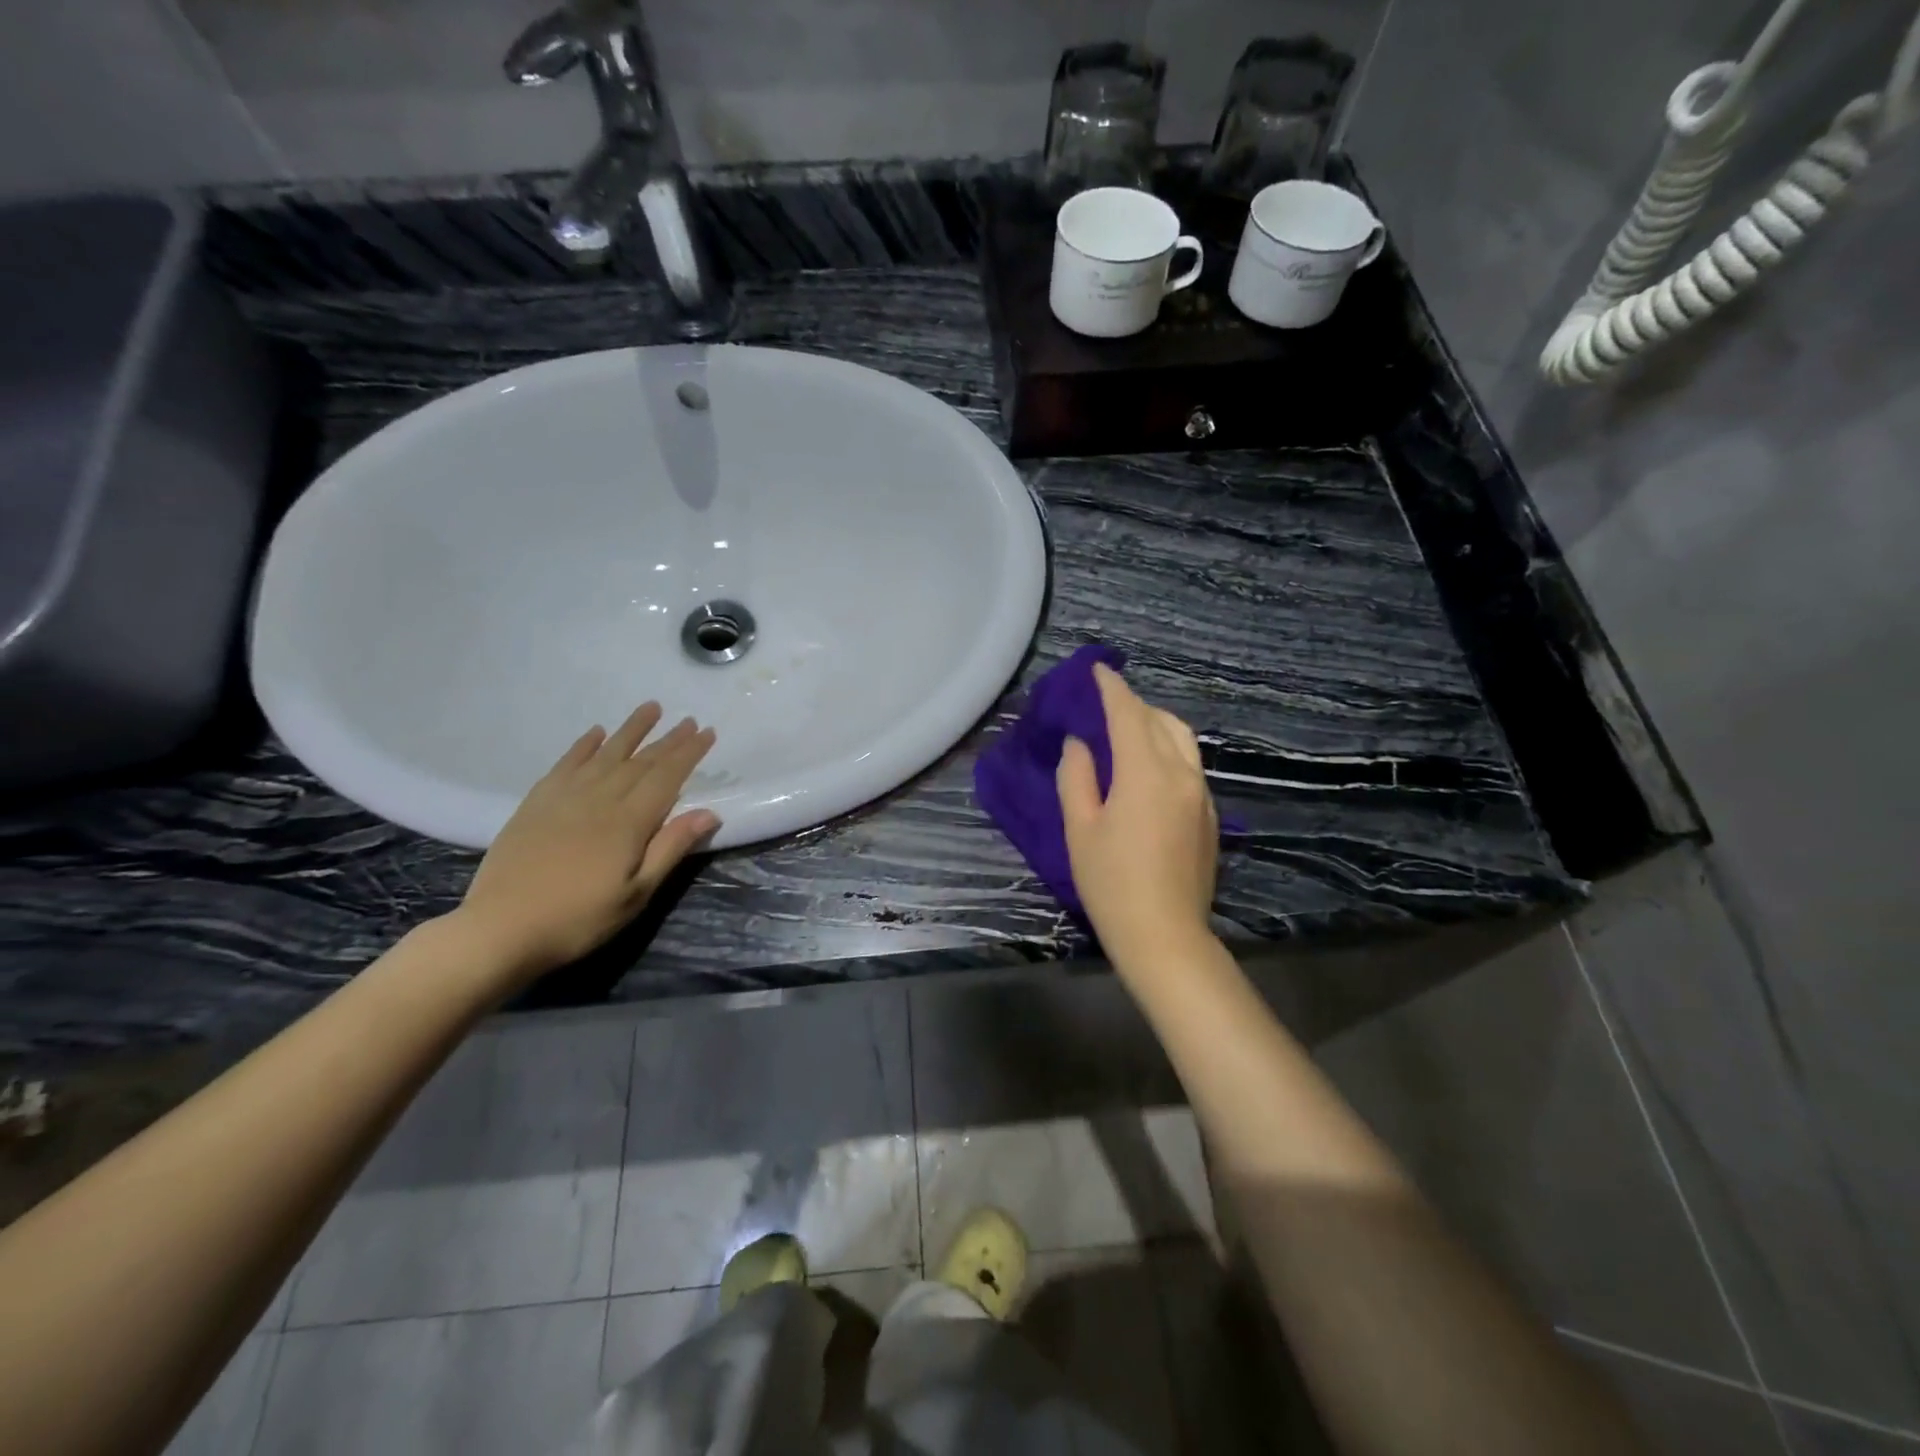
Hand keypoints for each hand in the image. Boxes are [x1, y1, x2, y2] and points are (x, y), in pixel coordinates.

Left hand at [455, 703, 718, 984]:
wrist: (500, 930)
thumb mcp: (636, 893)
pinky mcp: (536, 804)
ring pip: (605, 754)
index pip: (667, 777)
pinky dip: (583, 746)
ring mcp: (564, 798)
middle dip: (668, 739)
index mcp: (629, 822)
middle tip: (688, 719)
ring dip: (630, 730)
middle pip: (640, 761)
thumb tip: (709, 812)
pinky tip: (596, 733)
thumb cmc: (579, 919)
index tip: (707, 732)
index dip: (689, 753)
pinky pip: (565, 764)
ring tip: (651, 708)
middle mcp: (599, 799)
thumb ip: (670, 848)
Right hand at [1057, 664, 1218, 967]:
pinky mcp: (1208, 815)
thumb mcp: (1080, 828)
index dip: (1110, 688)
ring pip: (1181, 740)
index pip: (1128, 714)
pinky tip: (1148, 767)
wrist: (1164, 935)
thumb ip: (1077, 777)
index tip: (1096, 671)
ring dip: (1154, 724)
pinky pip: (1189, 764)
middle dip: (1133, 704)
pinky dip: (1167, 749)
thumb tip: (1080, 744)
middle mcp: (1181, 773)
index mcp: (1146, 773)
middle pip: (1159, 721)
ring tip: (1127, 730)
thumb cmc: (1111, 882)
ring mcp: (1201, 794)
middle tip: (1104, 704)